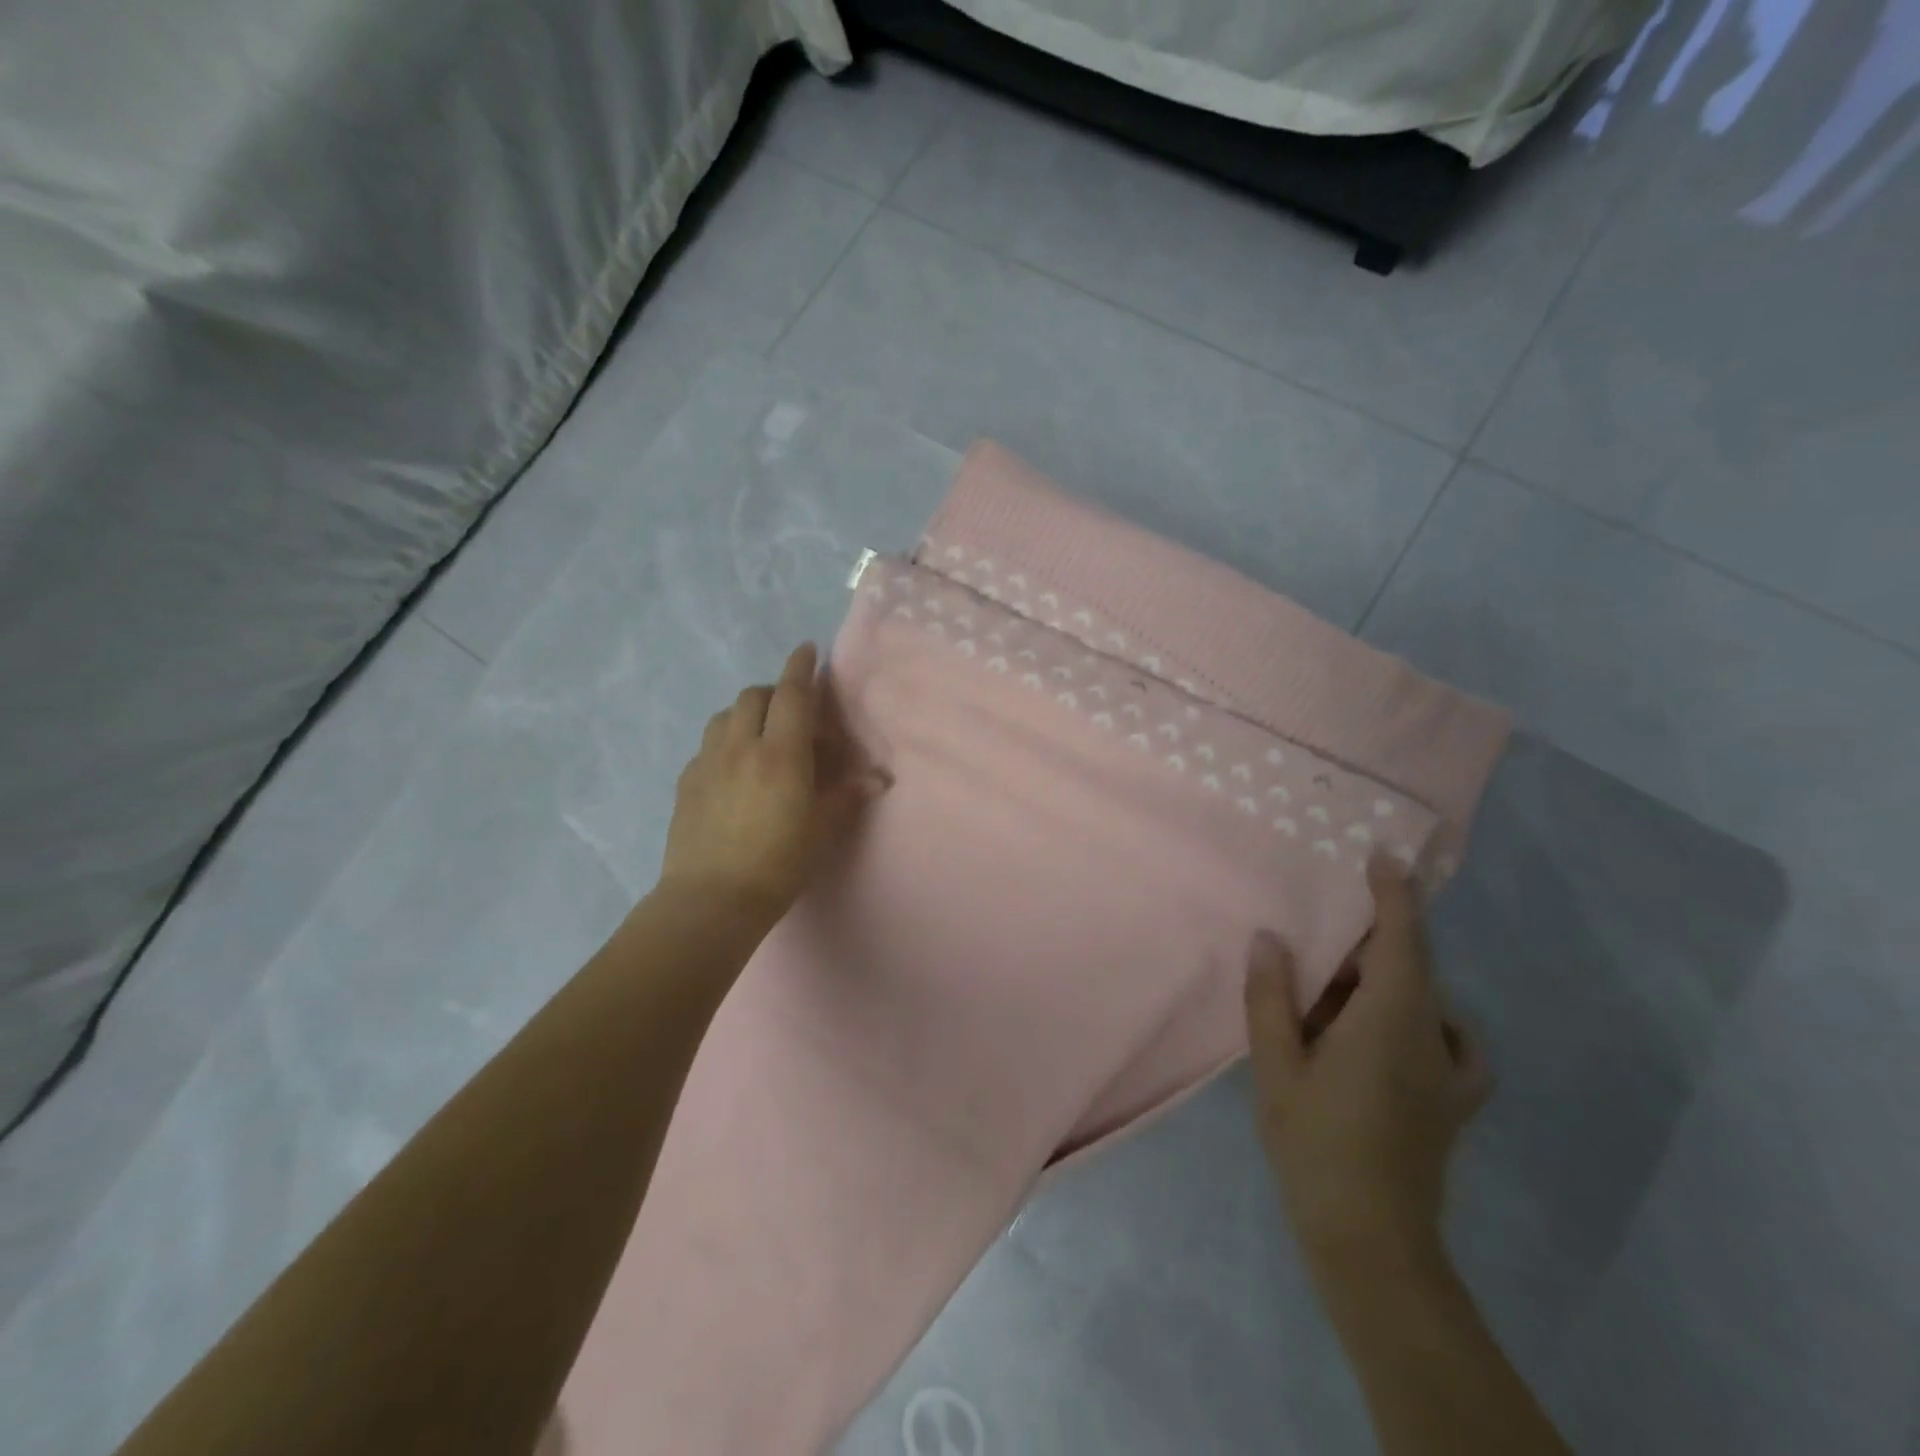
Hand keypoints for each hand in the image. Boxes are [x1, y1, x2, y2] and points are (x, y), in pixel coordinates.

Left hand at [659, 644, 883, 923]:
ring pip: (725, 715)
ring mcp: (707, 762)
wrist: (711, 900)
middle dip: (775, 692)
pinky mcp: (686, 782)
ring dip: (747, 713)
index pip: (793, 695)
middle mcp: (741, 746)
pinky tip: (733, 769)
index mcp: (781, 754)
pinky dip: (725, 740)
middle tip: (794, 713)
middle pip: (754, 696)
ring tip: (761, 736)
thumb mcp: (821, 830)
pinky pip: (708, 744)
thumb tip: (878, 779)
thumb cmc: (778, 864)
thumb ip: (847, 796)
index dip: (801, 667)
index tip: (807, 649)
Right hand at [1244, 858, 1488, 1278]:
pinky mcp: (1454, 1101)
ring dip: (1387, 978)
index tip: (1382, 855)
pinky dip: (1425, 1017)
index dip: (1394, 895)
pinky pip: (1452, 1041)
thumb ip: (1271, 998)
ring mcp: (1449, 1071)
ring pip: (1426, 999)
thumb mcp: (1276, 1068)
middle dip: (1375, 937)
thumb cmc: (1315, 1145)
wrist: (1371, 1240)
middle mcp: (1430, 1036)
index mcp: (1388, 1022)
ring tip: (1337, 985)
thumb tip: (1270, 939)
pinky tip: (1396, 1029)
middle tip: (1323, 932)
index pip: (1401, 942)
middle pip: (1413, 966)